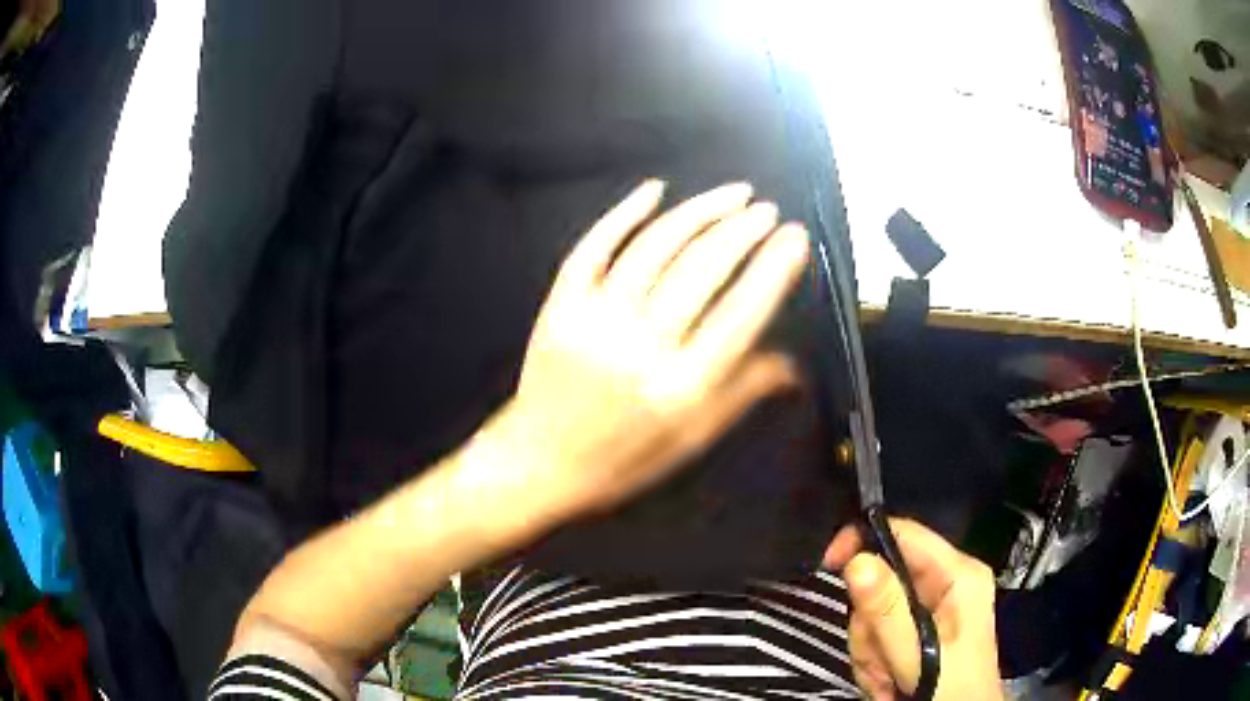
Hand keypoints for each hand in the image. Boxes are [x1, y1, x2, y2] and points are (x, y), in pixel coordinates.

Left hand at [467, 180, 809, 534]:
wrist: (540, 462)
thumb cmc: (624, 459)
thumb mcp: (692, 439)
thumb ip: (743, 392)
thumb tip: (795, 364)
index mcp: (681, 388)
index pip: (741, 313)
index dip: (774, 268)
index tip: (795, 237)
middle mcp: (640, 348)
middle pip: (702, 269)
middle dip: (742, 230)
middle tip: (767, 210)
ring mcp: (594, 321)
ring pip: (654, 247)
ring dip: (698, 211)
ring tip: (733, 194)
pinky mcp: (560, 306)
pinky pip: (593, 247)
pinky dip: (624, 213)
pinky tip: (654, 189)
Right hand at [824, 519, 1002, 700]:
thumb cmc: (951, 689)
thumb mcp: (918, 655)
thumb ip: (888, 612)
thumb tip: (857, 562)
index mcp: (958, 576)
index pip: (904, 533)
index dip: (863, 541)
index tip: (830, 565)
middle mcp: (946, 583)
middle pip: (882, 579)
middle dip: (870, 626)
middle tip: (879, 660)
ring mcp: (933, 607)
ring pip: (874, 611)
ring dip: (870, 649)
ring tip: (889, 678)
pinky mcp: (921, 628)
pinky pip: (878, 631)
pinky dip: (874, 659)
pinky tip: (890, 679)